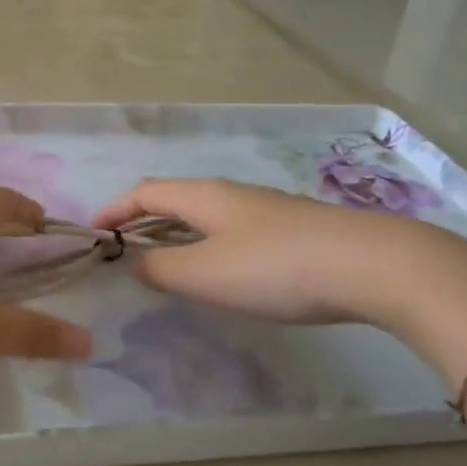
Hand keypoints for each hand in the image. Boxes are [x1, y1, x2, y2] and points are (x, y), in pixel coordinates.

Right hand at [92, 179, 466, 374]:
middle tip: (123, 249)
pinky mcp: (292, 229)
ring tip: (165, 261)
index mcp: (202, 196)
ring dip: (176, 232)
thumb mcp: (206, 274)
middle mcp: (230, 193)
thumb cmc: (275, 268)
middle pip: (174, 198)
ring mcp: (265, 209)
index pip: (144, 192)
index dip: (114, 209)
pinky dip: (207, 243)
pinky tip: (221, 269)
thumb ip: (162, 268)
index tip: (92, 232)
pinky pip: (231, 229)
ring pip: (205, 213)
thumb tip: (137, 262)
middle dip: (142, 220)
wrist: (373, 265)